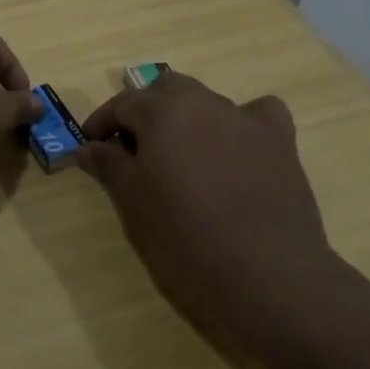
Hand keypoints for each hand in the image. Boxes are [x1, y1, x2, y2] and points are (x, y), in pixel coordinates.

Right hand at [76, 74, 336, 354]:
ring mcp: (245, 120)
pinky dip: (242, 123)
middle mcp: (203, 102)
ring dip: (187, 119)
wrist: (266, 278)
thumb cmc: (184, 238)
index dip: (102, 124)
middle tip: (133, 151)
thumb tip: (89, 147)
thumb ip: (108, 165)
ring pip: (206, 101)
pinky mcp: (280, 143)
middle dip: (145, 112)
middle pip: (165, 90)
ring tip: (181, 157)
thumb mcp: (132, 203)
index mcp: (162, 111)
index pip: (122, 103)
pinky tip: (238, 147)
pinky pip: (258, 114)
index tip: (91, 149)